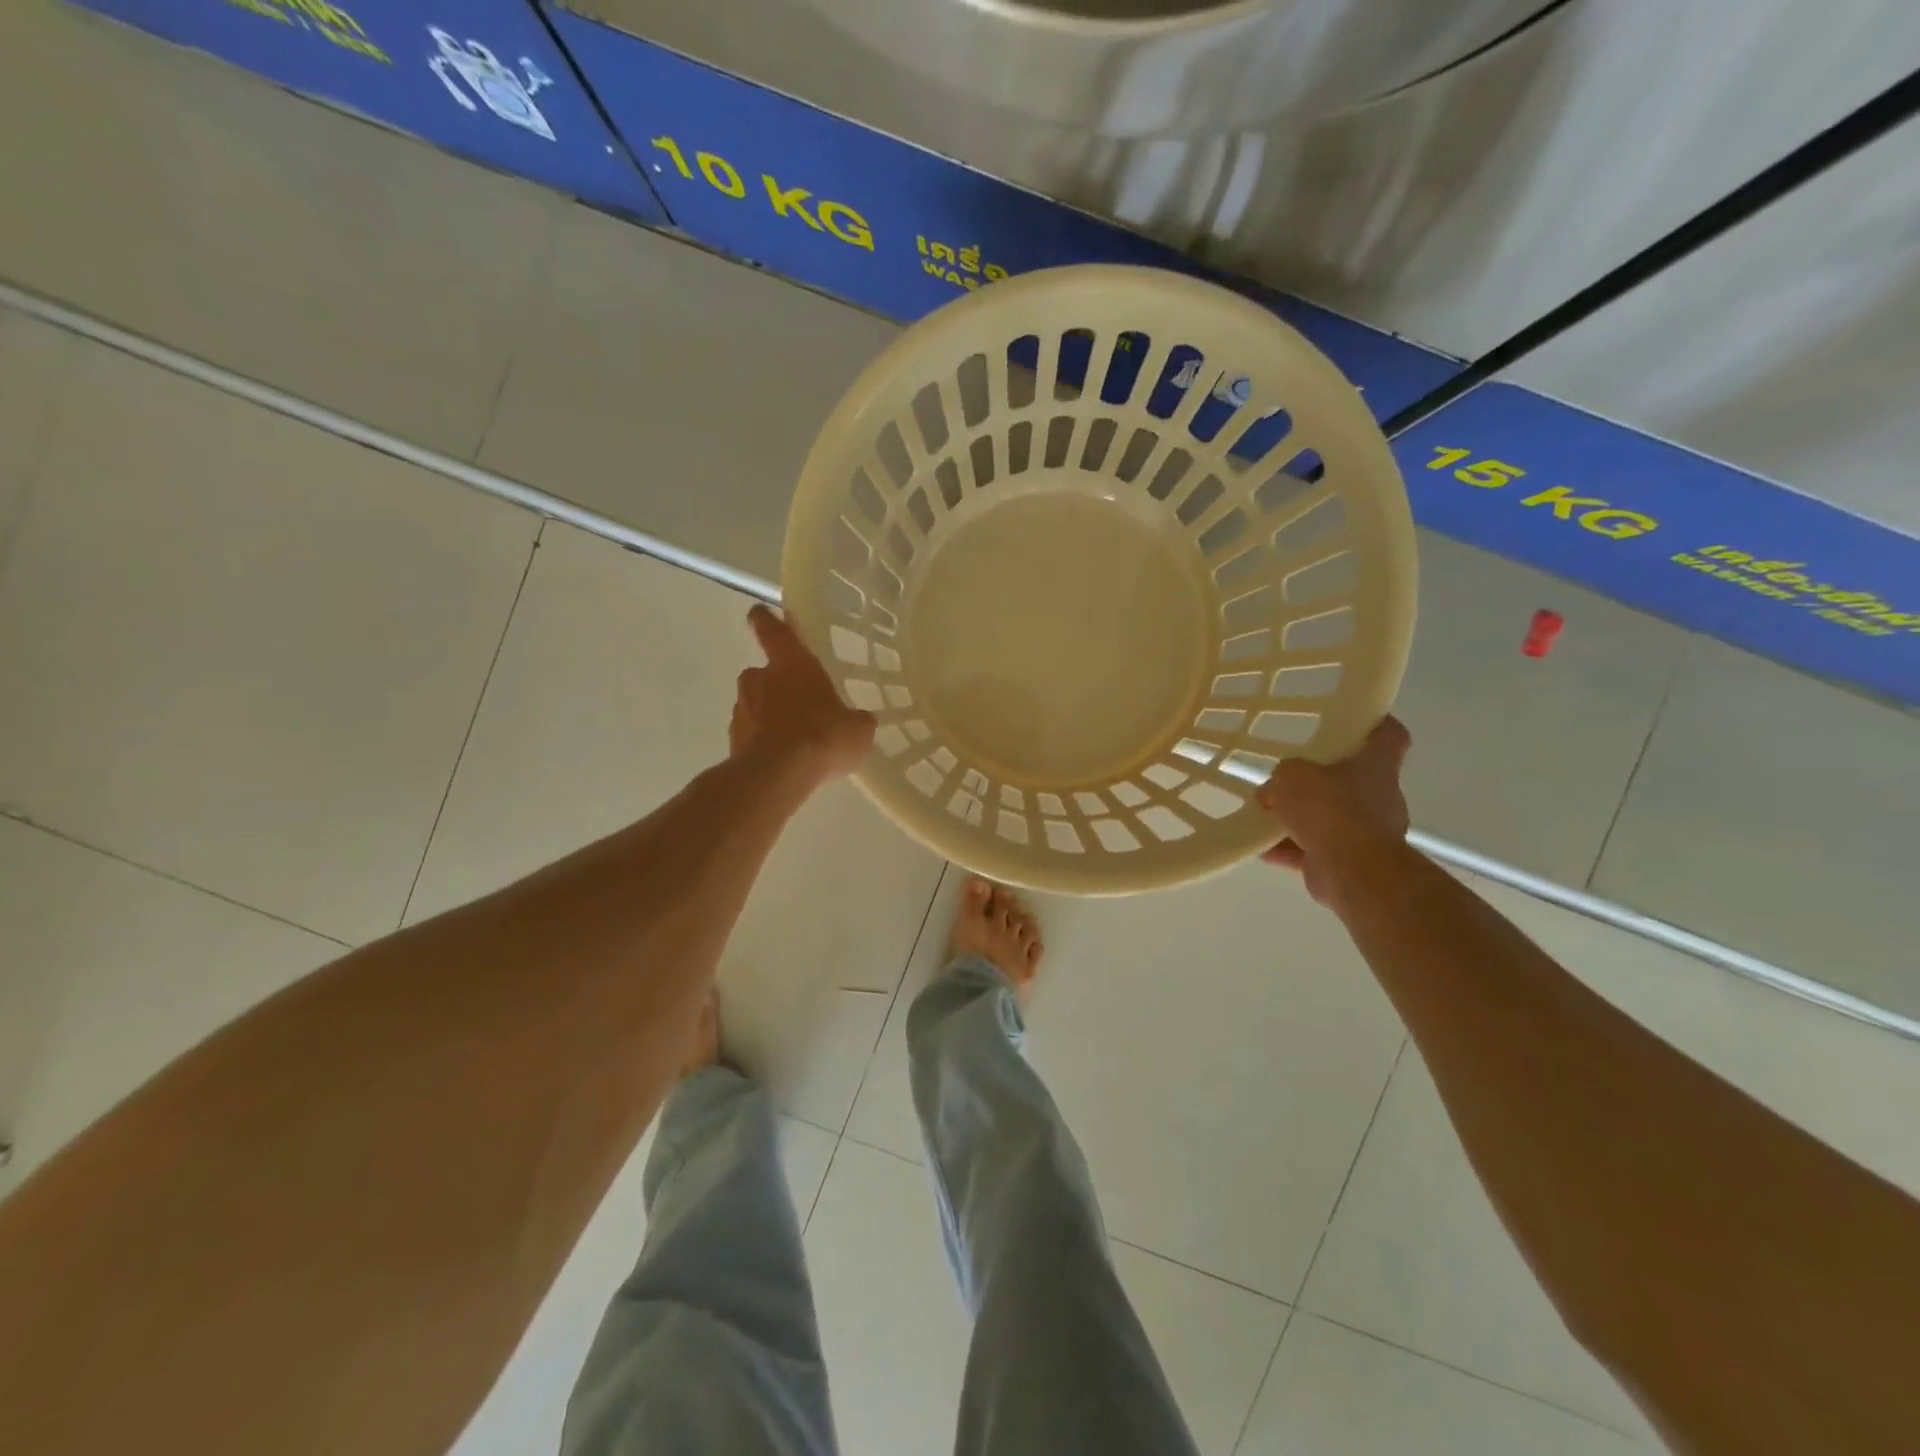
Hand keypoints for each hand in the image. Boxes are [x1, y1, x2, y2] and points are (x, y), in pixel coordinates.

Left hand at [730, 604, 875, 778]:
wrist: (778, 775)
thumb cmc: (822, 736)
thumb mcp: (857, 729)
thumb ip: (856, 720)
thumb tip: (860, 720)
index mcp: (791, 663)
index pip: (773, 630)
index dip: (767, 620)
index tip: (761, 614)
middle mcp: (759, 678)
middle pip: (763, 673)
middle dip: (778, 685)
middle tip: (800, 704)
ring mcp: (742, 709)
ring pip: (755, 704)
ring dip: (769, 715)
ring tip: (794, 740)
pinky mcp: (733, 740)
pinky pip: (751, 734)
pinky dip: (763, 742)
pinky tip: (783, 761)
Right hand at [1256, 716, 1411, 907]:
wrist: (1351, 869)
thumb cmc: (1329, 808)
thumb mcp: (1291, 776)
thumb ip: (1282, 778)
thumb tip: (1274, 793)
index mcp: (1375, 766)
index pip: (1389, 735)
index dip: (1376, 724)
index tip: (1358, 721)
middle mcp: (1379, 796)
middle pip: (1353, 780)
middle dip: (1320, 782)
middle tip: (1288, 780)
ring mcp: (1369, 832)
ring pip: (1332, 818)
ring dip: (1301, 819)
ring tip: (1267, 818)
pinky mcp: (1352, 861)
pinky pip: (1317, 849)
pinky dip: (1292, 849)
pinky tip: (1263, 849)